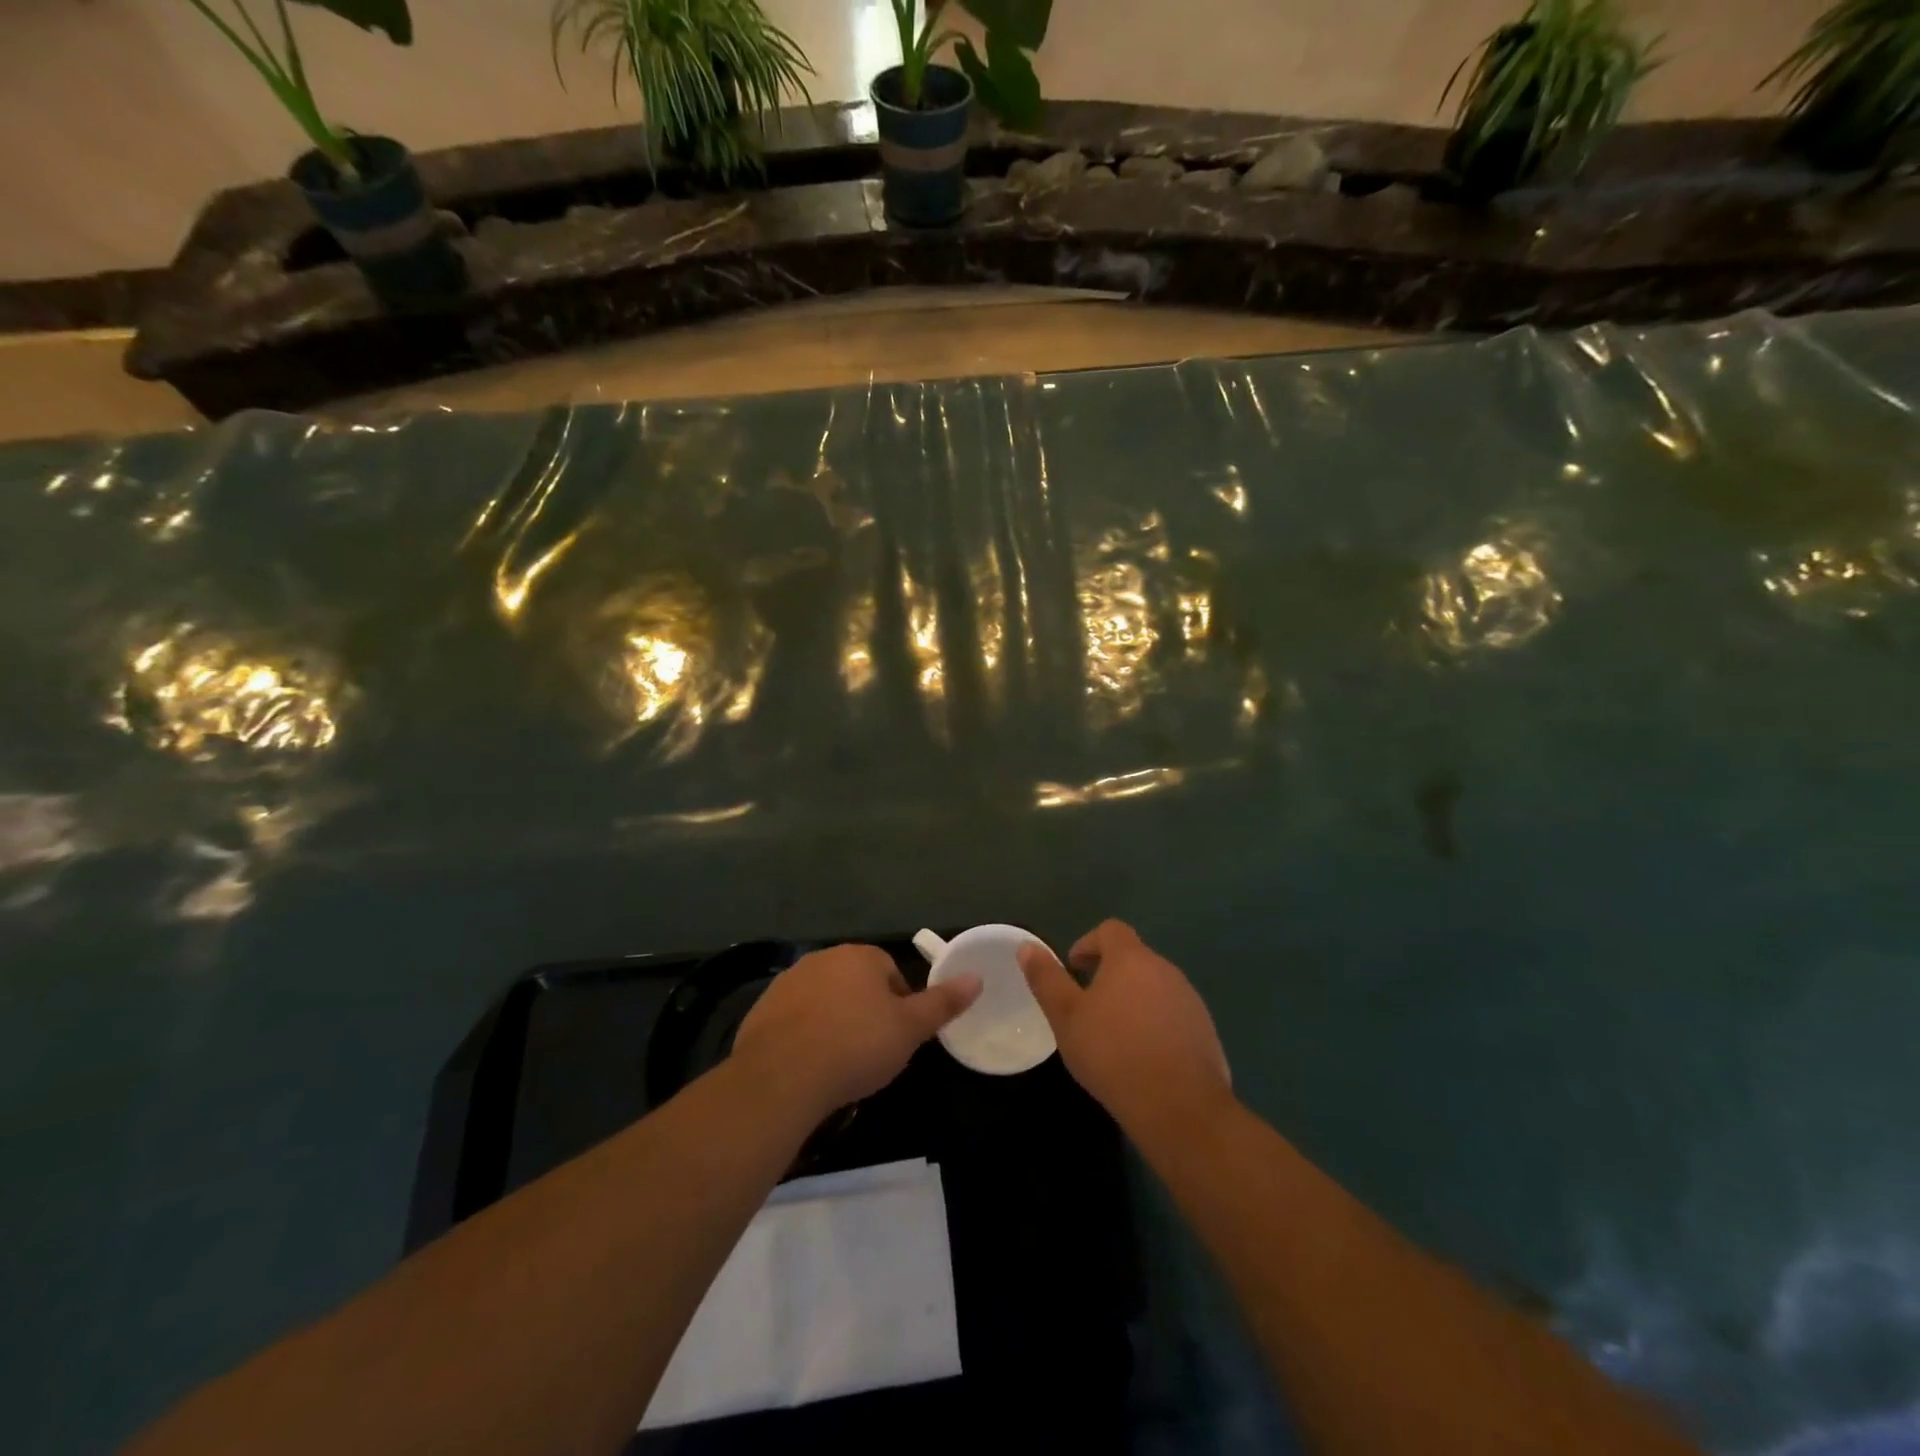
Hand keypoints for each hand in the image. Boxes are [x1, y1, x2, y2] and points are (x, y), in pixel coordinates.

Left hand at [732, 943, 980, 1118]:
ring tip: (838, 1062)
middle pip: (856, 983)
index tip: (897, 1037)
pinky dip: (803, 1035)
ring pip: (824, 1000)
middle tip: (871, 1052)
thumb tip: (976, 978)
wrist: (782, 1076)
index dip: (899, 1005)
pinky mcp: (762, 1008)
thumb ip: (942, 1003)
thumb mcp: (909, 1029)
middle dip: (865, 1011)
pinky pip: (794, 1019)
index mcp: (860, 956)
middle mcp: (823, 958)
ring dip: (833, 1021)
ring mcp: (788, 981)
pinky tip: (808, 1066)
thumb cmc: (856, 1046)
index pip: (890, 972)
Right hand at [1019, 920, 1231, 1135]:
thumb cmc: (1113, 1053)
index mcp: (1131, 959)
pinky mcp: (1205, 1031)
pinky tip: (1143, 1057)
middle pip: (1134, 958)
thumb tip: (1027, 947)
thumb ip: (1047, 979)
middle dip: (1109, 974)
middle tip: (1087, 1006)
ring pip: (1155, 987)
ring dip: (1133, 999)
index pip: (1110, 930)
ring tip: (1114, 1035)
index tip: (1074, 970)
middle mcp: (1165, 970)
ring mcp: (1190, 1000)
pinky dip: (1155, 1024)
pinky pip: (1173, 1015)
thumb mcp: (1066, 1017)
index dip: (1088, 943)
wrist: (1179, 1107)